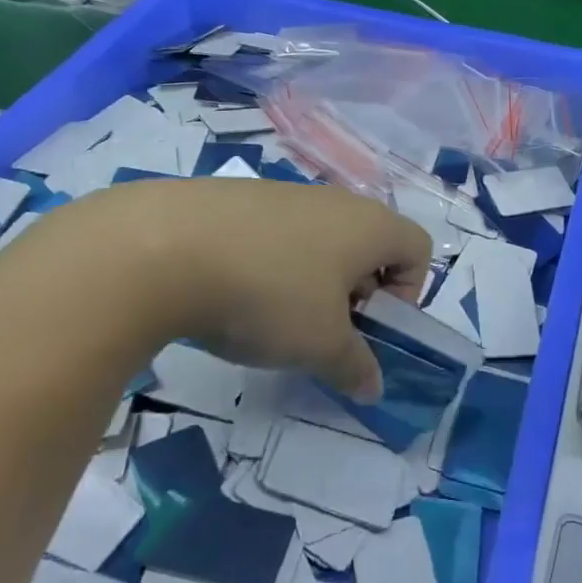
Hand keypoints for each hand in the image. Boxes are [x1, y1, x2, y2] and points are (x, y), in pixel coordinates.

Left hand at [95, 179, 428, 402]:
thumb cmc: (268, 294)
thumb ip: (355, 366)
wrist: (163, 247)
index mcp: (370, 225)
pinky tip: (233, 294)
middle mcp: (335, 201)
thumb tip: (373, 388)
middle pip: (368, 246)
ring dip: (312, 283)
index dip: (407, 294)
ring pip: (320, 242)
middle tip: (324, 332)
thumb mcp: (320, 344)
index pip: (418, 250)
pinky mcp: (239, 198)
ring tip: (273, 318)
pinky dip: (271, 266)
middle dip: (357, 294)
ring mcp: (285, 194)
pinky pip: (276, 235)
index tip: (368, 327)